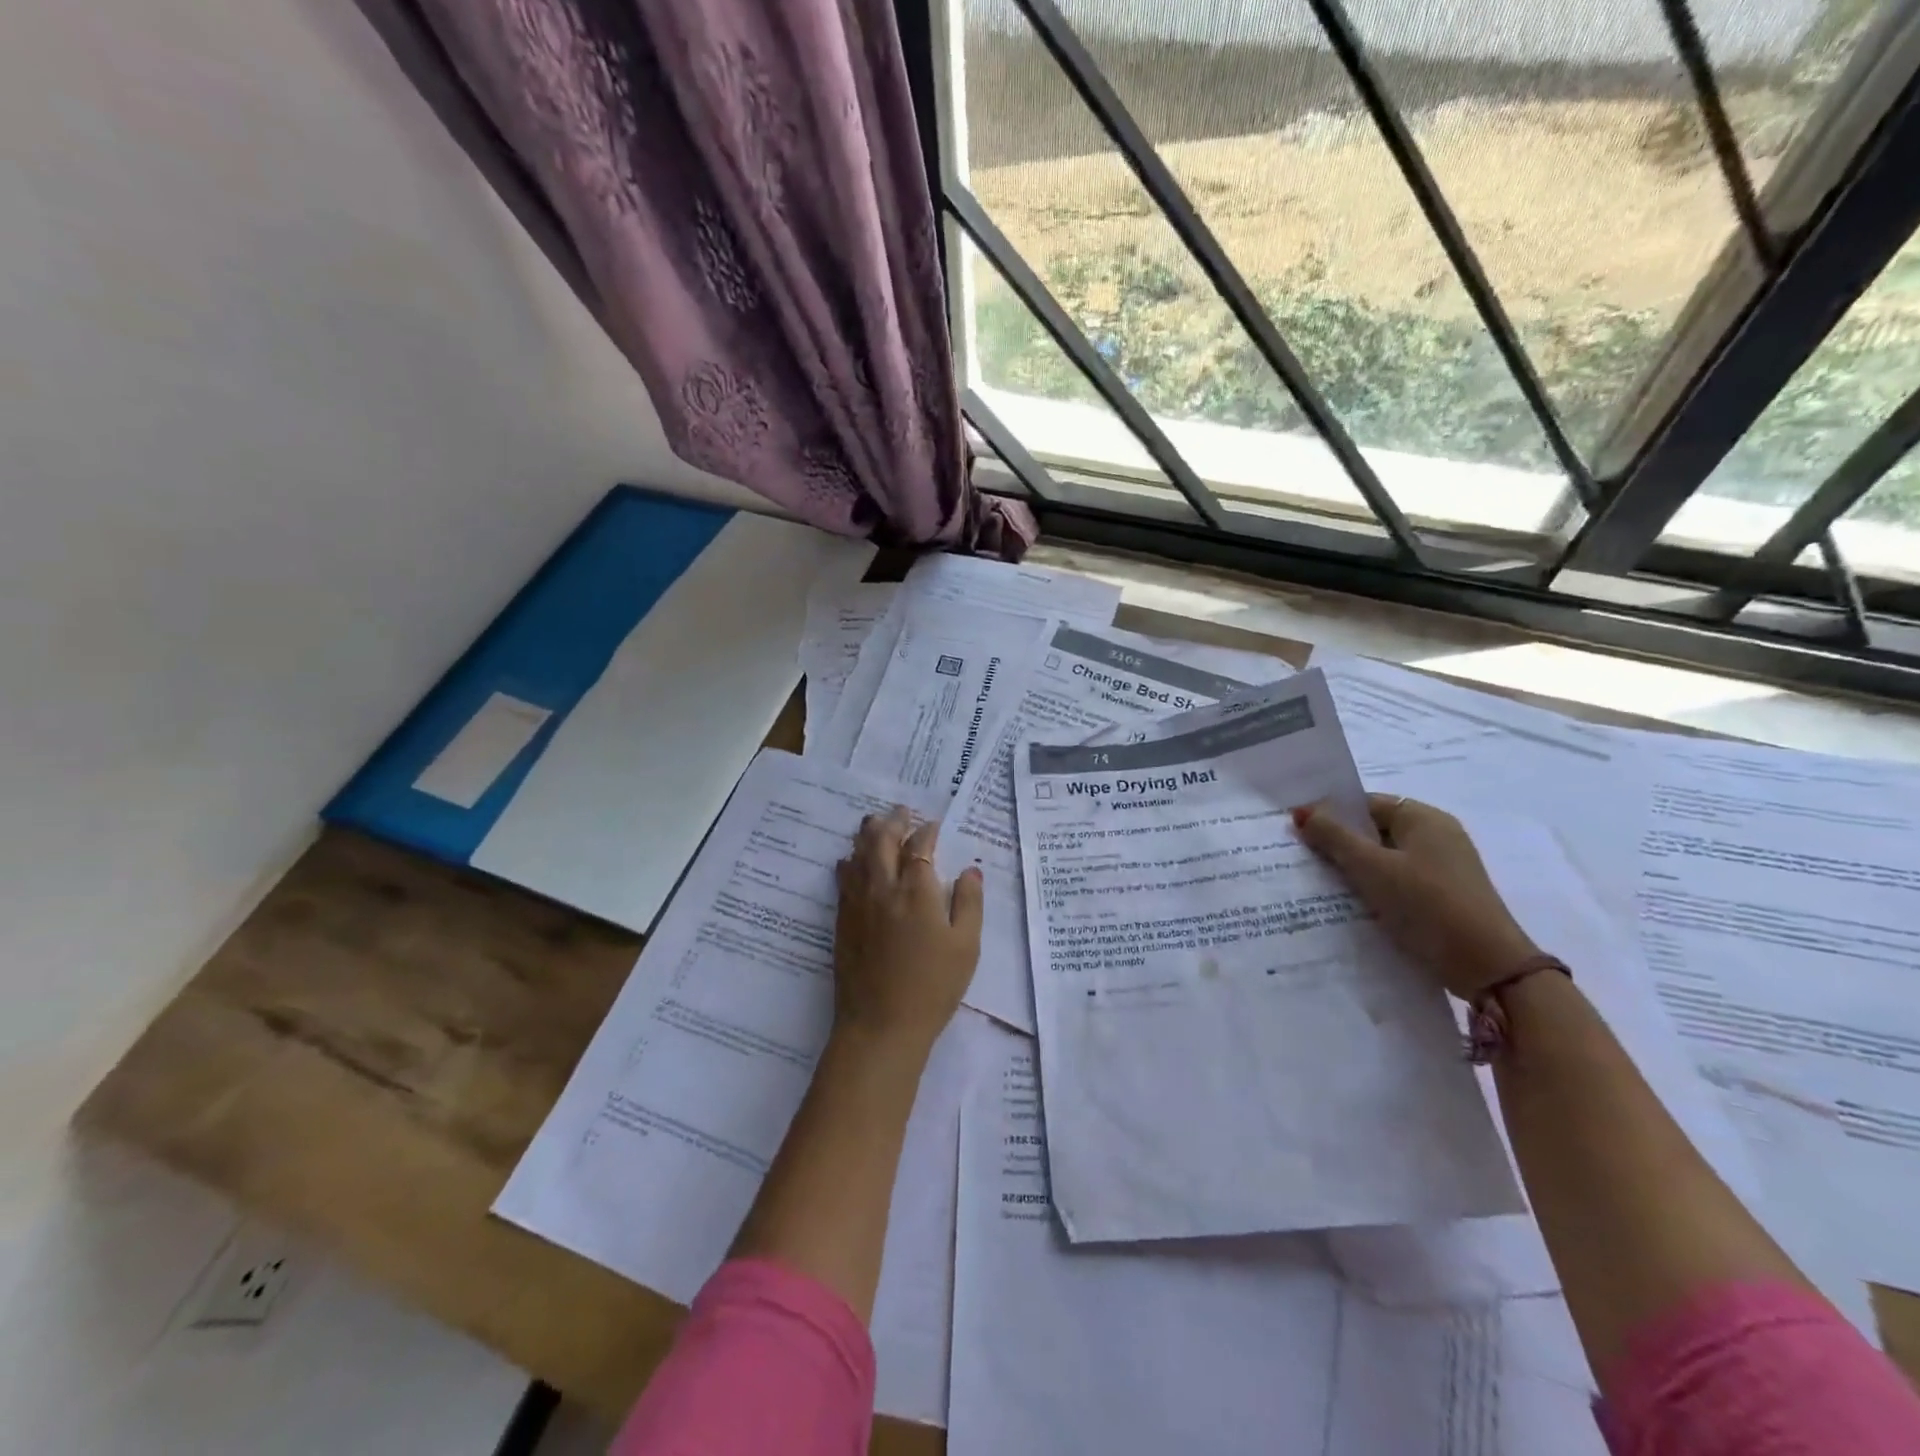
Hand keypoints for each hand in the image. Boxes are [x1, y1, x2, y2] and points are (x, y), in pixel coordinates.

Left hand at [833, 806, 983, 1053]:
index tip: (932, 825)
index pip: (919, 847)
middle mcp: (883, 889)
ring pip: (858, 856)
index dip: (926, 832)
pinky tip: (849, 860)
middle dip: (892, 822)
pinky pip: (843, 880)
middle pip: (881, 842)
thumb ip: (969, 904)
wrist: (881, 1025)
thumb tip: (970, 871)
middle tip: (900, 811)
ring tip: (873, 823)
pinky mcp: (842, 922)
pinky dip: (849, 862)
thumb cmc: (932, 988)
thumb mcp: (966, 947)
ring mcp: (858, 904)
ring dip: (866, 835)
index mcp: (916, 892)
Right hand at [1291, 794, 1539, 999]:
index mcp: (1424, 818)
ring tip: (1319, 883)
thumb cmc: (1427, 905)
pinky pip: (1398, 881)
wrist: (1488, 966)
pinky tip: (1351, 905)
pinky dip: (1375, 888)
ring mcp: (1444, 868)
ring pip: (1385, 859)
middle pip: (1375, 830)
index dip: (1331, 813)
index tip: (1298, 831)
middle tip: (1302, 857)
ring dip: (1355, 869)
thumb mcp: (1372, 868)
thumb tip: (1301, 811)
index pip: (1366, 804)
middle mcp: (1437, 836)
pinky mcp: (1444, 897)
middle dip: (1339, 843)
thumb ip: (1334, 837)